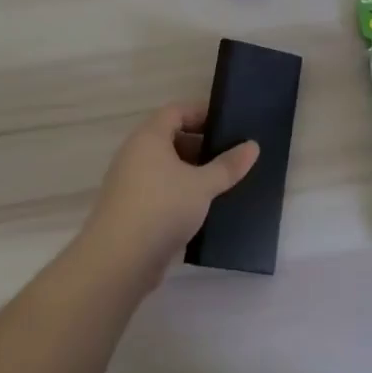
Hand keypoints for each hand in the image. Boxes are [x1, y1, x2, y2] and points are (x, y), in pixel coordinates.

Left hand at [78, 103, 258, 290]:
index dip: (202, 113)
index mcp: (149, 137)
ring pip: (165, 167)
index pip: (176, 111)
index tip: (228, 125)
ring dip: (192, 172)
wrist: (118, 261)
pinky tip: (202, 208)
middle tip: (230, 156)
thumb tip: (253, 145)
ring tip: (222, 183)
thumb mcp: (202, 185)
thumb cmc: (162, 208)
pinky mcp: (131, 209)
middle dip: (201, 145)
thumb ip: (228, 166)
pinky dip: (180, 193)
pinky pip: (160, 190)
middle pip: (170, 138)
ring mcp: (130, 182)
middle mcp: (135, 154)